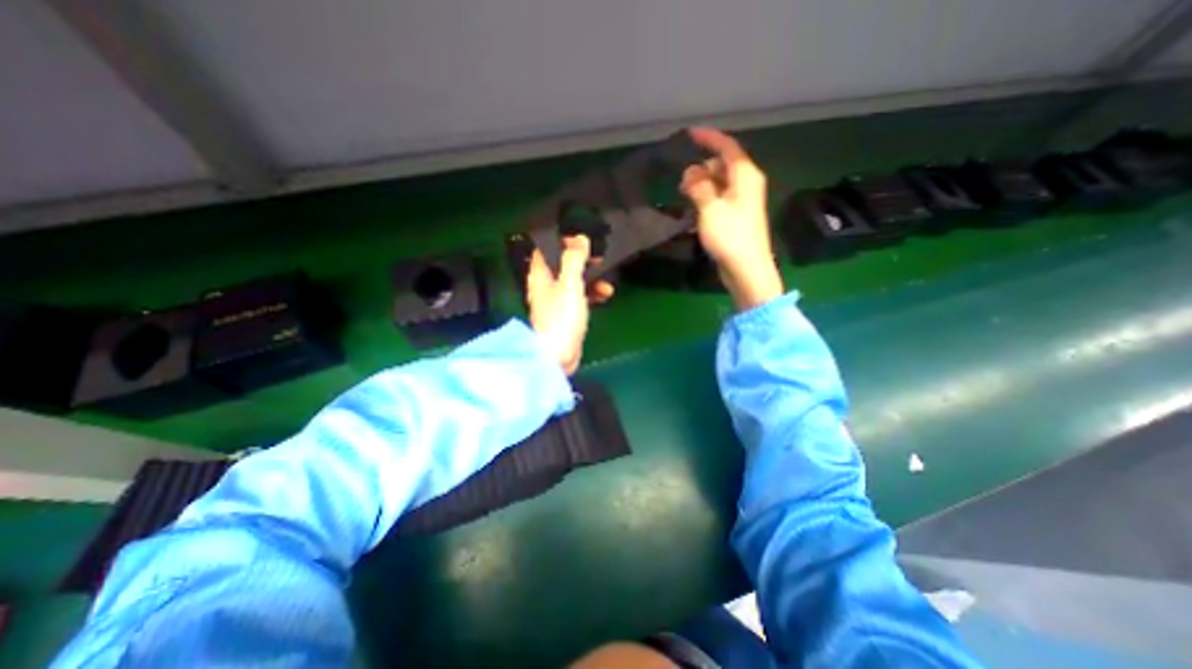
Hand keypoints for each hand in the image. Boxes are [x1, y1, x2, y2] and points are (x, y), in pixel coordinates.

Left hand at [524, 236, 609, 373]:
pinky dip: (592, 295)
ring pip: (574, 282)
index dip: (561, 241)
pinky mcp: (567, 315)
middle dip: (581, 261)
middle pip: (562, 266)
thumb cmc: (561, 317)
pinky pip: (580, 298)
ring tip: (607, 282)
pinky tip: (605, 296)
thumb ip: (574, 260)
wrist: (558, 356)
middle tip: (598, 256)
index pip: (545, 250)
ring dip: (590, 279)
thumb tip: (578, 237)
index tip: (579, 237)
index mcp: (540, 276)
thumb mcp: (569, 284)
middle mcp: (545, 286)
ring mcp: (556, 302)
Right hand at [681, 125, 784, 311]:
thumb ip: (699, 186)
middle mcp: (747, 183)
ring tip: (684, 196)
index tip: (689, 134)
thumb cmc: (730, 236)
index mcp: (745, 175)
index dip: (709, 138)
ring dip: (702, 184)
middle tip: (681, 183)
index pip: (727, 147)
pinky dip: (707, 197)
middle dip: (701, 168)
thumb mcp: (710, 208)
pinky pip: (720, 198)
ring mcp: (743, 201)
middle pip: (722, 165)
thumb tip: (691, 173)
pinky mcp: (737, 216)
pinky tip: (694, 208)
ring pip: (720, 182)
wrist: (747, 268)